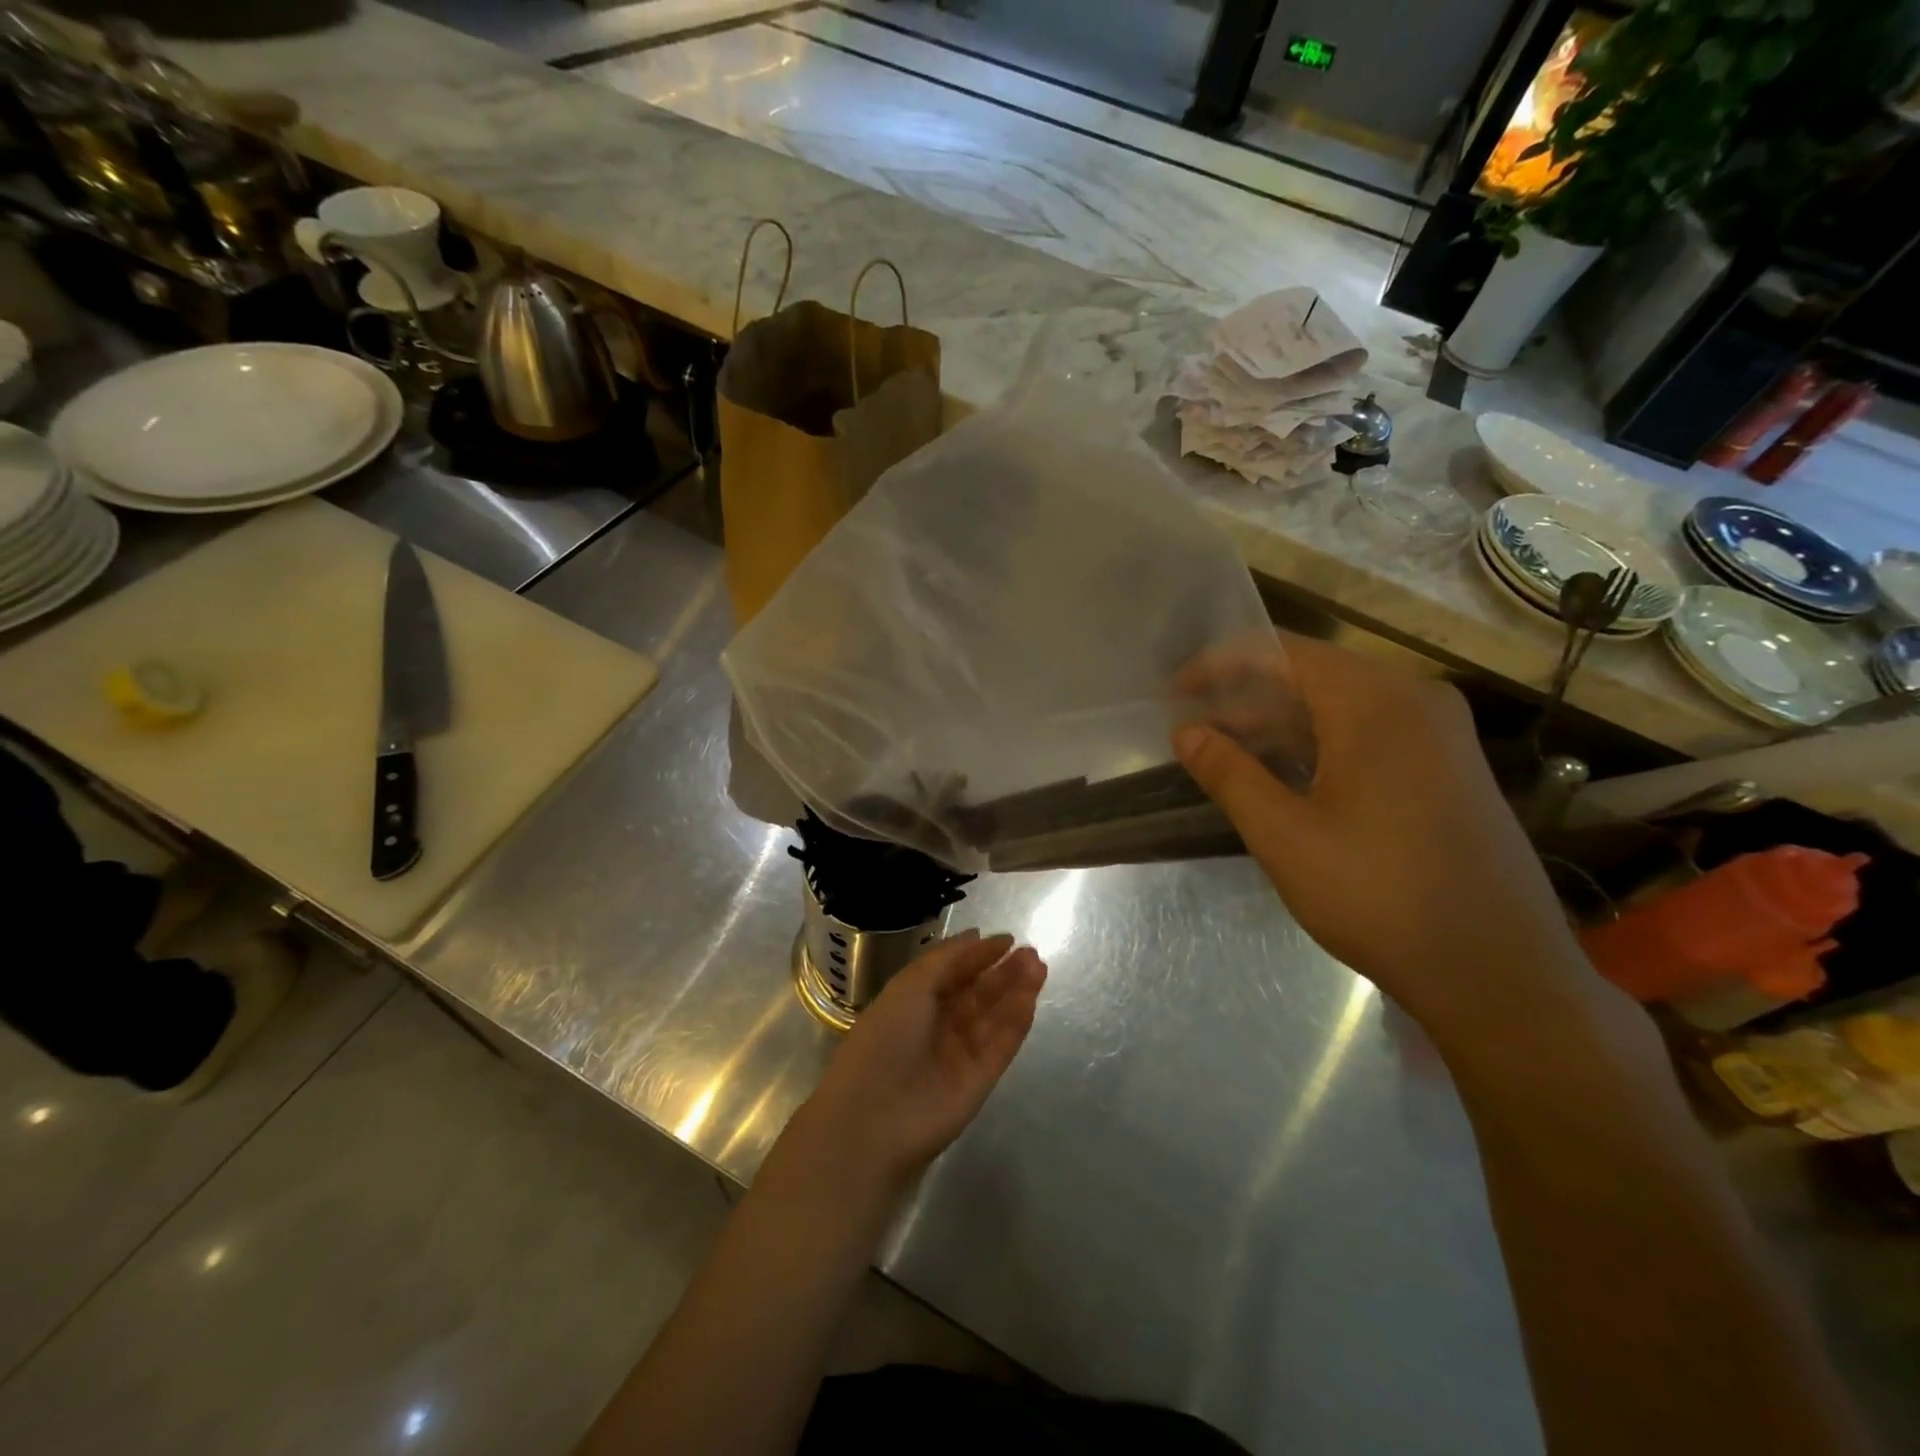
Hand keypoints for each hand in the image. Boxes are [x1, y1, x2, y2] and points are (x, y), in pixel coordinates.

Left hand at [792, 931, 1046, 1195]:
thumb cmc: (884, 1039)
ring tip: (1038, 965)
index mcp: (912, 1003)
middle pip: (977, 994)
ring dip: (1016, 991)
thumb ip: (947, 959)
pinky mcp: (981, 1081)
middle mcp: (937, 1027)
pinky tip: (1031, 996)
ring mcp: (960, 1055)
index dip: (977, 956)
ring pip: (994, 1017)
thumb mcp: (910, 986)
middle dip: (1003, 972)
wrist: (874, 1118)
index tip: (1007, 939)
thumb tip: (977, 936)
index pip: (952, 974)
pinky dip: (1016, 1021)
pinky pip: (1002, 1045)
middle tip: (1031, 952)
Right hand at [1173, 633, 1586, 1031]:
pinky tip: (1289, 776)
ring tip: (1230, 755)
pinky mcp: (1450, 765)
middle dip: (1247, 697)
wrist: (1498, 971)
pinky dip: (1320, 741)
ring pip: (1342, 703)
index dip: (1220, 665)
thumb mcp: (1285, 836)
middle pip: (1313, 673)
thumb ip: (1229, 773)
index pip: (1282, 652)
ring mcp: (1441, 732)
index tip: (1175, 694)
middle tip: (1197, 731)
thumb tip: (1185, 731)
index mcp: (1376, 702)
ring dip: (1281, 723)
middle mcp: (1415, 698)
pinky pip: (1371, 730)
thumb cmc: (1379, 895)